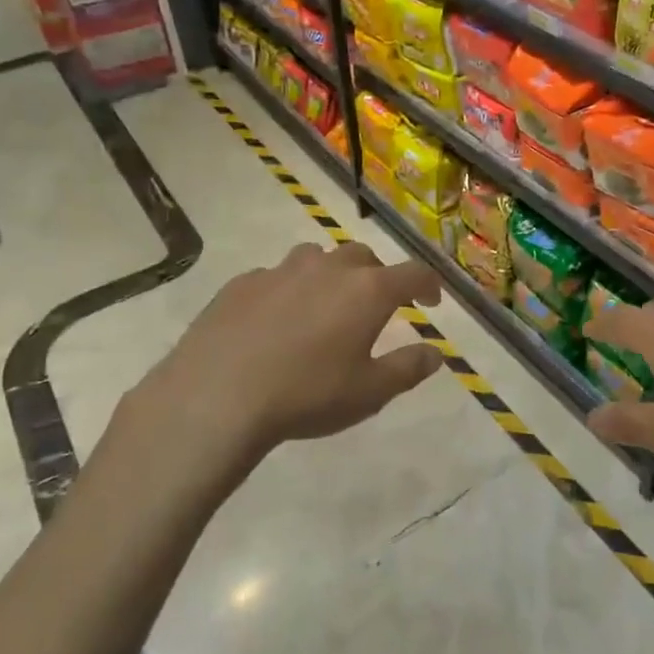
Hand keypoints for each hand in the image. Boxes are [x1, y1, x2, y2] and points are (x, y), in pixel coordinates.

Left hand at [141, 241, 444, 469]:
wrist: (217, 395)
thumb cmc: (307, 394)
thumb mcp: (370, 393)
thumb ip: (408, 368)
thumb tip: (435, 353)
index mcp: (366, 291)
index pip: (412, 273)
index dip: (428, 284)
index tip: (431, 301)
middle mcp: (327, 268)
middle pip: (363, 257)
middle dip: (378, 276)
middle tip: (377, 305)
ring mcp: (280, 271)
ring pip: (317, 258)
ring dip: (331, 274)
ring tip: (326, 304)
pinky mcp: (242, 283)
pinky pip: (276, 276)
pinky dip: (289, 289)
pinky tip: (276, 320)